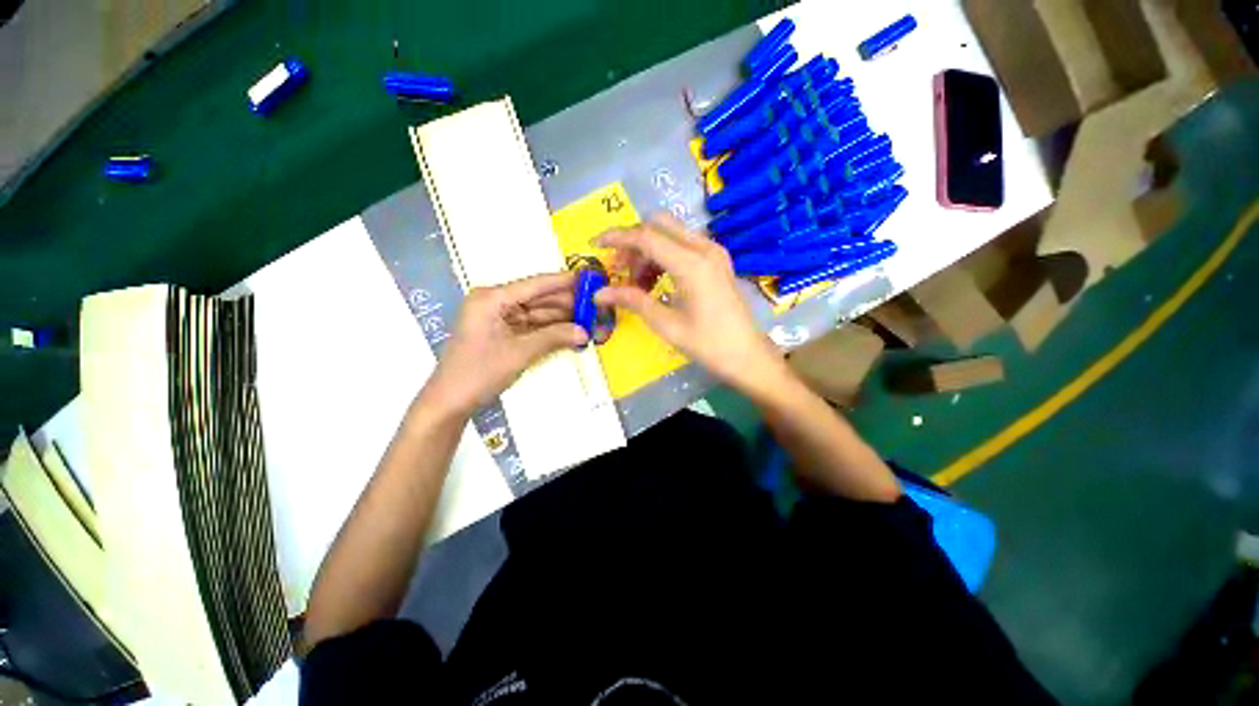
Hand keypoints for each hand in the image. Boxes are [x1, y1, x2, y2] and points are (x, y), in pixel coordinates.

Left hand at [426, 272, 587, 415]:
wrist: (450, 402)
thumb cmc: (479, 372)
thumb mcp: (519, 353)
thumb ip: (553, 338)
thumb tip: (586, 332)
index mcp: (492, 298)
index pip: (535, 285)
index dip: (564, 281)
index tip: (590, 278)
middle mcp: (497, 303)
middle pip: (539, 299)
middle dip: (568, 304)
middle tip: (596, 306)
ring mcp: (501, 319)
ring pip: (539, 314)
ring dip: (563, 319)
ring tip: (591, 320)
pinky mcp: (505, 334)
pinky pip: (534, 328)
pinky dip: (552, 332)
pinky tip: (573, 332)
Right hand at [594, 214, 787, 394]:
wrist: (747, 355)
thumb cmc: (707, 344)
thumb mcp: (666, 324)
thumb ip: (633, 301)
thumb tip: (599, 293)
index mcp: (691, 264)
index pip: (646, 237)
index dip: (617, 238)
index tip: (596, 244)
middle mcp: (704, 248)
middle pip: (659, 226)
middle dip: (633, 243)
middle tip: (619, 270)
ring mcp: (714, 252)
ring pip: (671, 234)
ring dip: (648, 251)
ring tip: (637, 283)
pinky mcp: (717, 260)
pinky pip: (683, 246)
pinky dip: (664, 256)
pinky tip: (656, 281)